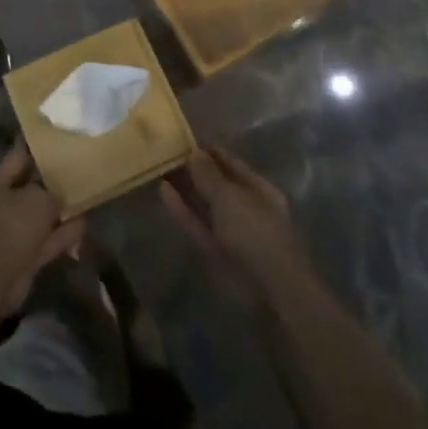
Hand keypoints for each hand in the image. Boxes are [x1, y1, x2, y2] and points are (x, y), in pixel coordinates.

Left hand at [0, 144, 84, 311]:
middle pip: (30, 187)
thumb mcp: (38, 198)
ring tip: (86, 195)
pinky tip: (84, 222)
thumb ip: (52, 191)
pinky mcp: (24, 255)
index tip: (57, 135)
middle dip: (52, 181)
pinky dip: (63, 233)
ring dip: (60, 210)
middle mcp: (1, 204)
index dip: (37, 145)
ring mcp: (12, 231)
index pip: (18, 155)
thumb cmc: (12, 224)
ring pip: (41, 215)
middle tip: (78, 167)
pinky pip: (47, 238)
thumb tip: (58, 195)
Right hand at [161, 147, 309, 313]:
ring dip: (184, 188)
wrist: (268, 289)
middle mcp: (244, 206)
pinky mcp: (215, 250)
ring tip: (159, 168)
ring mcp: (229, 230)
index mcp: (258, 189)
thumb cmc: (255, 231)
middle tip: (164, 153)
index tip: (182, 139)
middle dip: (193, 170)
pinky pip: (196, 224)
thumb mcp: (230, 196)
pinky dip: (181, 209)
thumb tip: (194, 152)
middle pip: (215, 183)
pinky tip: (163, 191)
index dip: (208, 151)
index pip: (230, 163)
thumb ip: (209, 174)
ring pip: (203, 204)